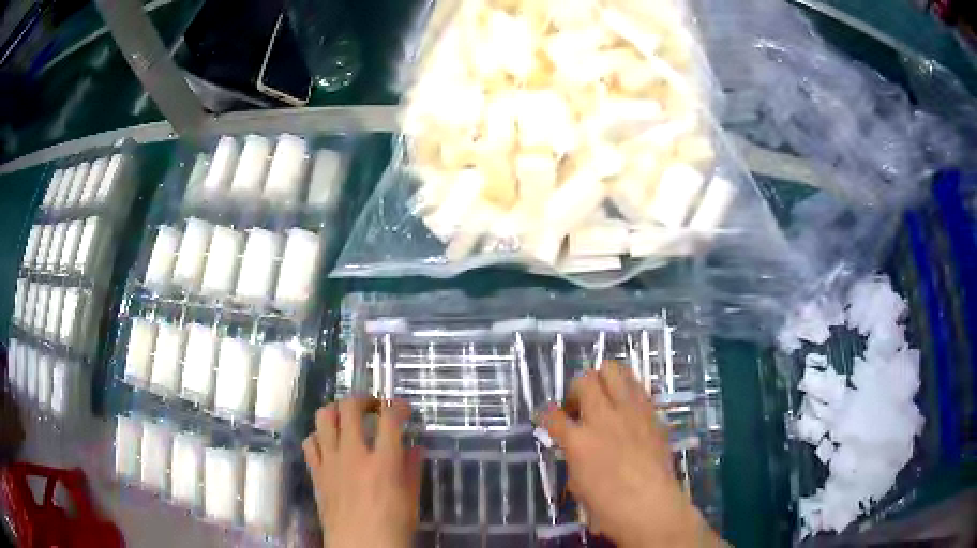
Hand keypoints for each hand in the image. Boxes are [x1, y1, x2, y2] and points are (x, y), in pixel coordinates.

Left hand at [303, 397, 423, 547]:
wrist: (359, 547)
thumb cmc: (392, 528)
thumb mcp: (411, 500)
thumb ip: (411, 469)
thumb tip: (414, 448)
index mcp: (383, 462)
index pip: (390, 419)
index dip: (398, 406)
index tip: (404, 409)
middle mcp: (353, 454)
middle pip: (350, 408)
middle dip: (363, 399)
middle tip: (373, 407)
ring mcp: (330, 462)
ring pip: (324, 417)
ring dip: (337, 411)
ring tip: (348, 418)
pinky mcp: (316, 472)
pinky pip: (310, 442)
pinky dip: (319, 436)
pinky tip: (329, 444)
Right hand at [541, 362, 721, 547]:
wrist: (652, 507)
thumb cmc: (609, 508)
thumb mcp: (578, 486)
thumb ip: (575, 459)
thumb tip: (577, 449)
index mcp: (579, 441)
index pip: (553, 415)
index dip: (545, 414)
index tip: (545, 417)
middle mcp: (603, 419)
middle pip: (585, 380)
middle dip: (576, 389)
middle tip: (579, 407)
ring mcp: (631, 413)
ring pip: (615, 371)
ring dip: (604, 380)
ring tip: (604, 398)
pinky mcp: (653, 415)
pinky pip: (638, 388)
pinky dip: (628, 391)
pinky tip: (627, 410)